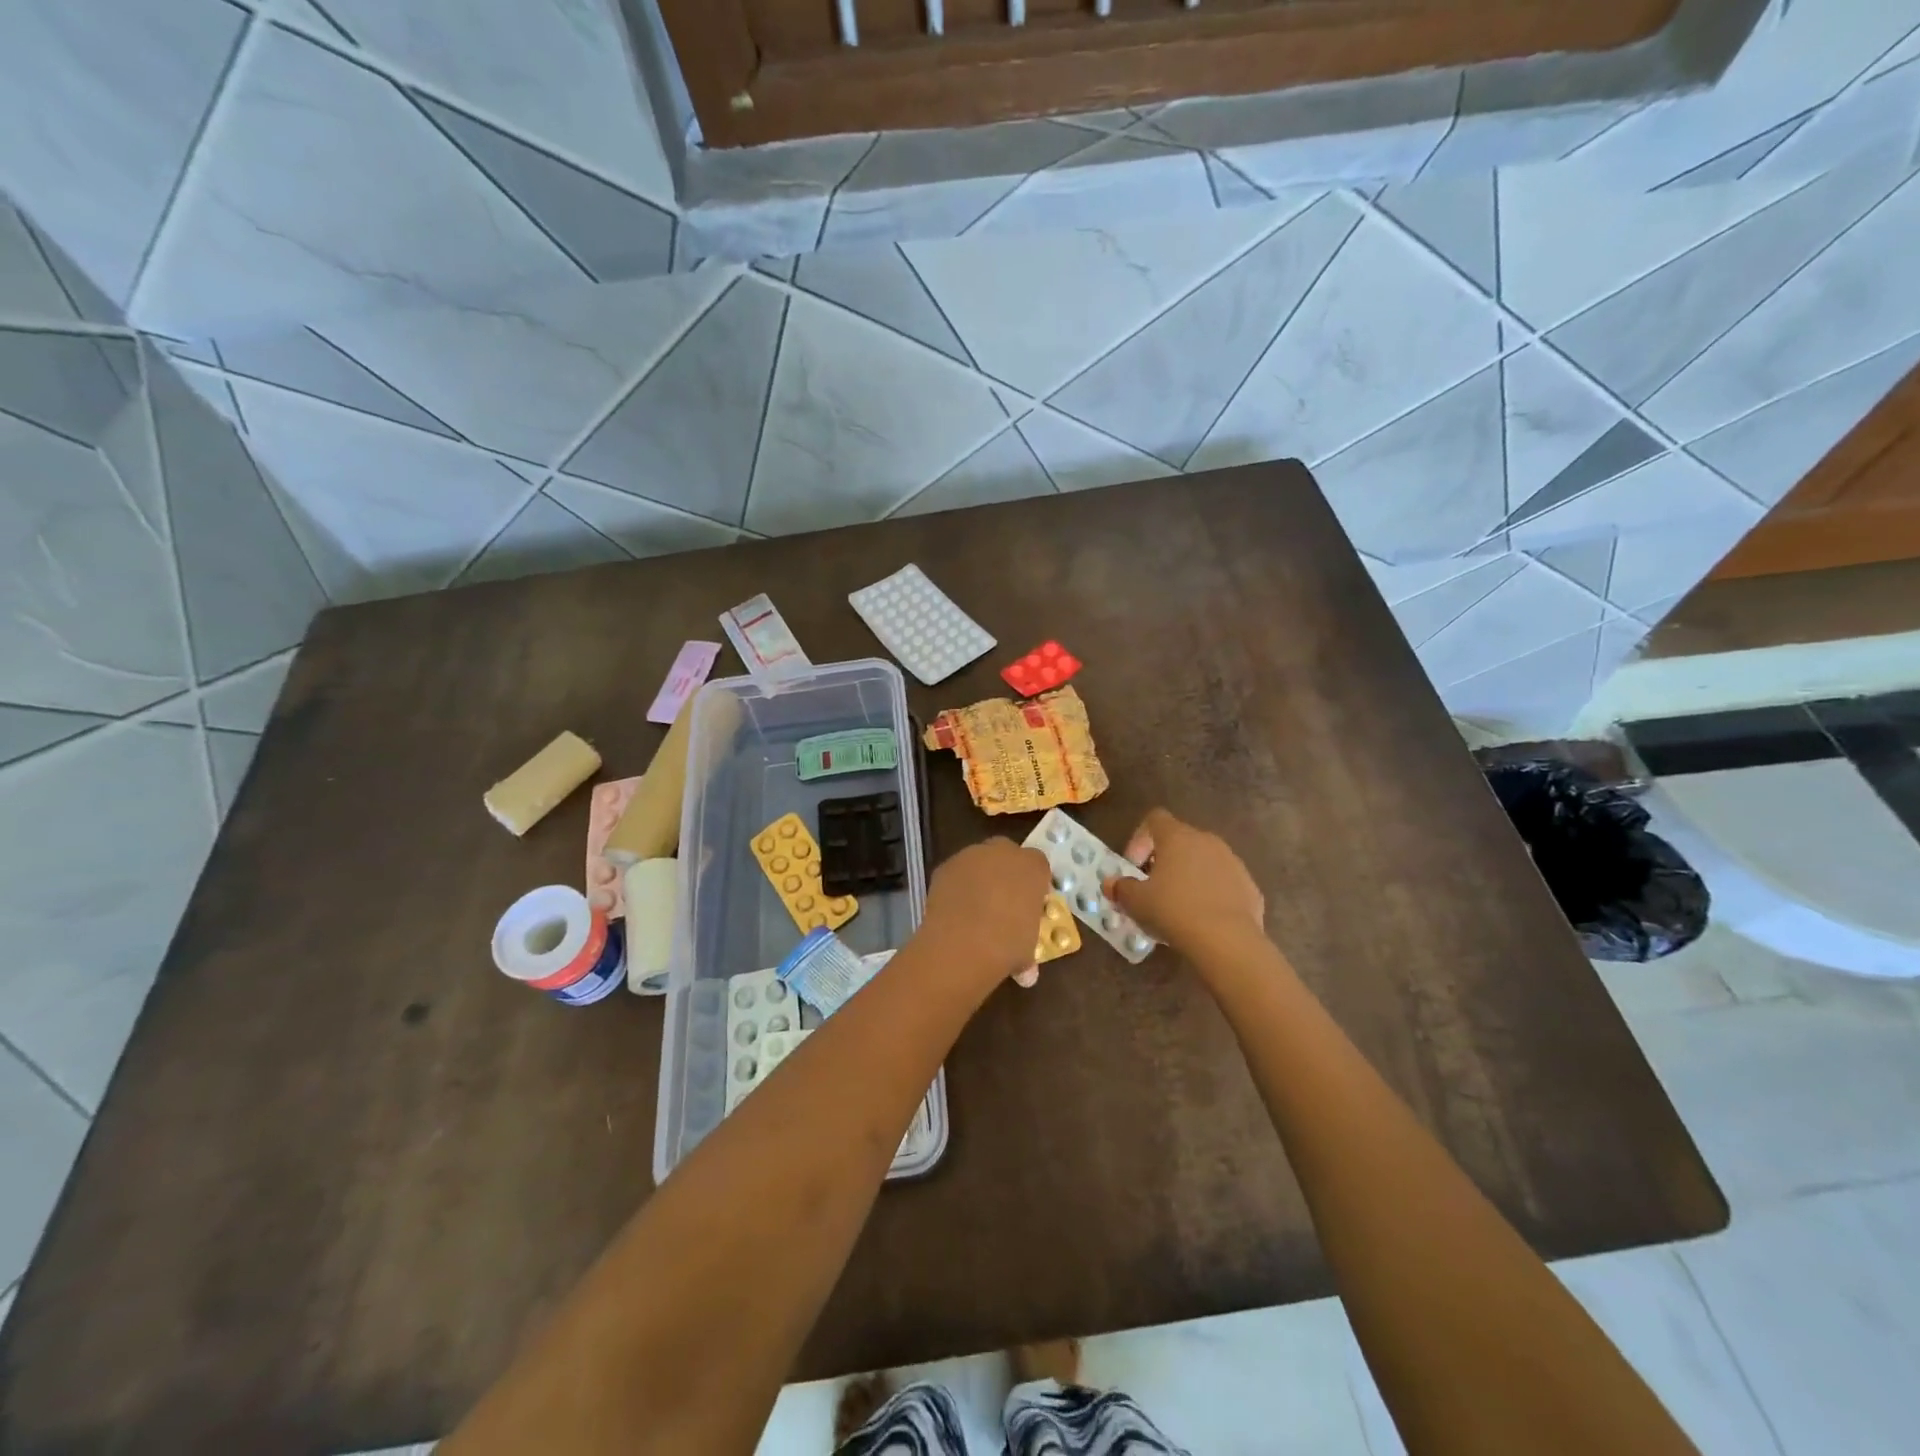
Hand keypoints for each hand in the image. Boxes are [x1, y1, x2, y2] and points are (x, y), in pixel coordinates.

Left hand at [918, 839, 1051, 991]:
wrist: (963, 943)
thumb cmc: (1008, 945)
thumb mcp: (1028, 950)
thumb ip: (1027, 949)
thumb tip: (1026, 971)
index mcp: (1033, 867)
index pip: (1038, 865)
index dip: (1034, 883)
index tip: (1031, 903)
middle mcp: (1003, 852)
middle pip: (1007, 853)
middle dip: (1006, 871)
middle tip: (1003, 900)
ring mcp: (971, 856)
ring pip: (979, 860)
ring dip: (979, 877)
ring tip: (975, 907)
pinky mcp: (945, 866)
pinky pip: (956, 873)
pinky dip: (957, 886)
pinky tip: (955, 910)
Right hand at [1104, 808, 1264, 958]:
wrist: (1227, 940)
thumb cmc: (1173, 910)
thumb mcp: (1136, 902)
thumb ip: (1121, 888)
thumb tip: (1110, 884)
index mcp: (1177, 837)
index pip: (1155, 819)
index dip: (1140, 839)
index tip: (1133, 867)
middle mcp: (1207, 841)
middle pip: (1180, 840)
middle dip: (1164, 861)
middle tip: (1152, 888)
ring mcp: (1233, 863)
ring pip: (1204, 862)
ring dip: (1189, 877)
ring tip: (1178, 908)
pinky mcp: (1250, 887)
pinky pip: (1224, 884)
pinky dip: (1211, 895)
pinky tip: (1203, 920)